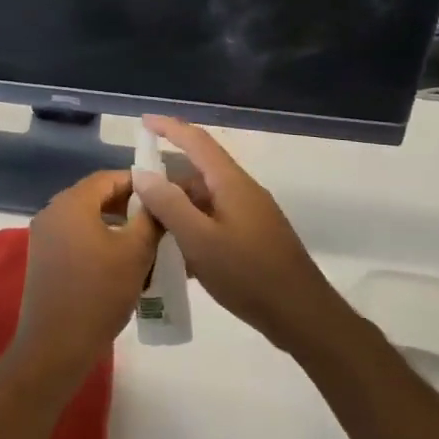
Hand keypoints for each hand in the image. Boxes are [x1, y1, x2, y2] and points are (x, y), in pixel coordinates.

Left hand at [12, 171, 160, 388]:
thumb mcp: (136, 252)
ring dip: (115, 225)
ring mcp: (44, 236)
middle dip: (128, 205)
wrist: (56, 345)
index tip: (164, 195)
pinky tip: (121, 262)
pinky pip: (76, 237)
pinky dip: (99, 241)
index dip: (138, 182)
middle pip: (95, 196)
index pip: (108, 178)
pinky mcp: (43, 259)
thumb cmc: (99, 293)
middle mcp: (52, 212)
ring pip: (86, 218)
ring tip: (145, 242)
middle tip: (158, 220)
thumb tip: (159, 199)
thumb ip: (151, 219)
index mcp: (71, 203)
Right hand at [131, 116, 335, 352]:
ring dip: (178, 211)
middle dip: (166, 182)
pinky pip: (215, 222)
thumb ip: (170, 205)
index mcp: (231, 183)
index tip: (143, 122)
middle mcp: (242, 192)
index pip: (196, 142)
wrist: (303, 316)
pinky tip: (177, 256)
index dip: (169, 128)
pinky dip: (193, 230)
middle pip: (198, 174)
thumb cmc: (249, 275)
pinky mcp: (254, 239)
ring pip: (205, 201)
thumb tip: (143, 173)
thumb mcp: (200, 241)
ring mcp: (251, 215)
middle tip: (135, 200)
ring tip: (150, 231)